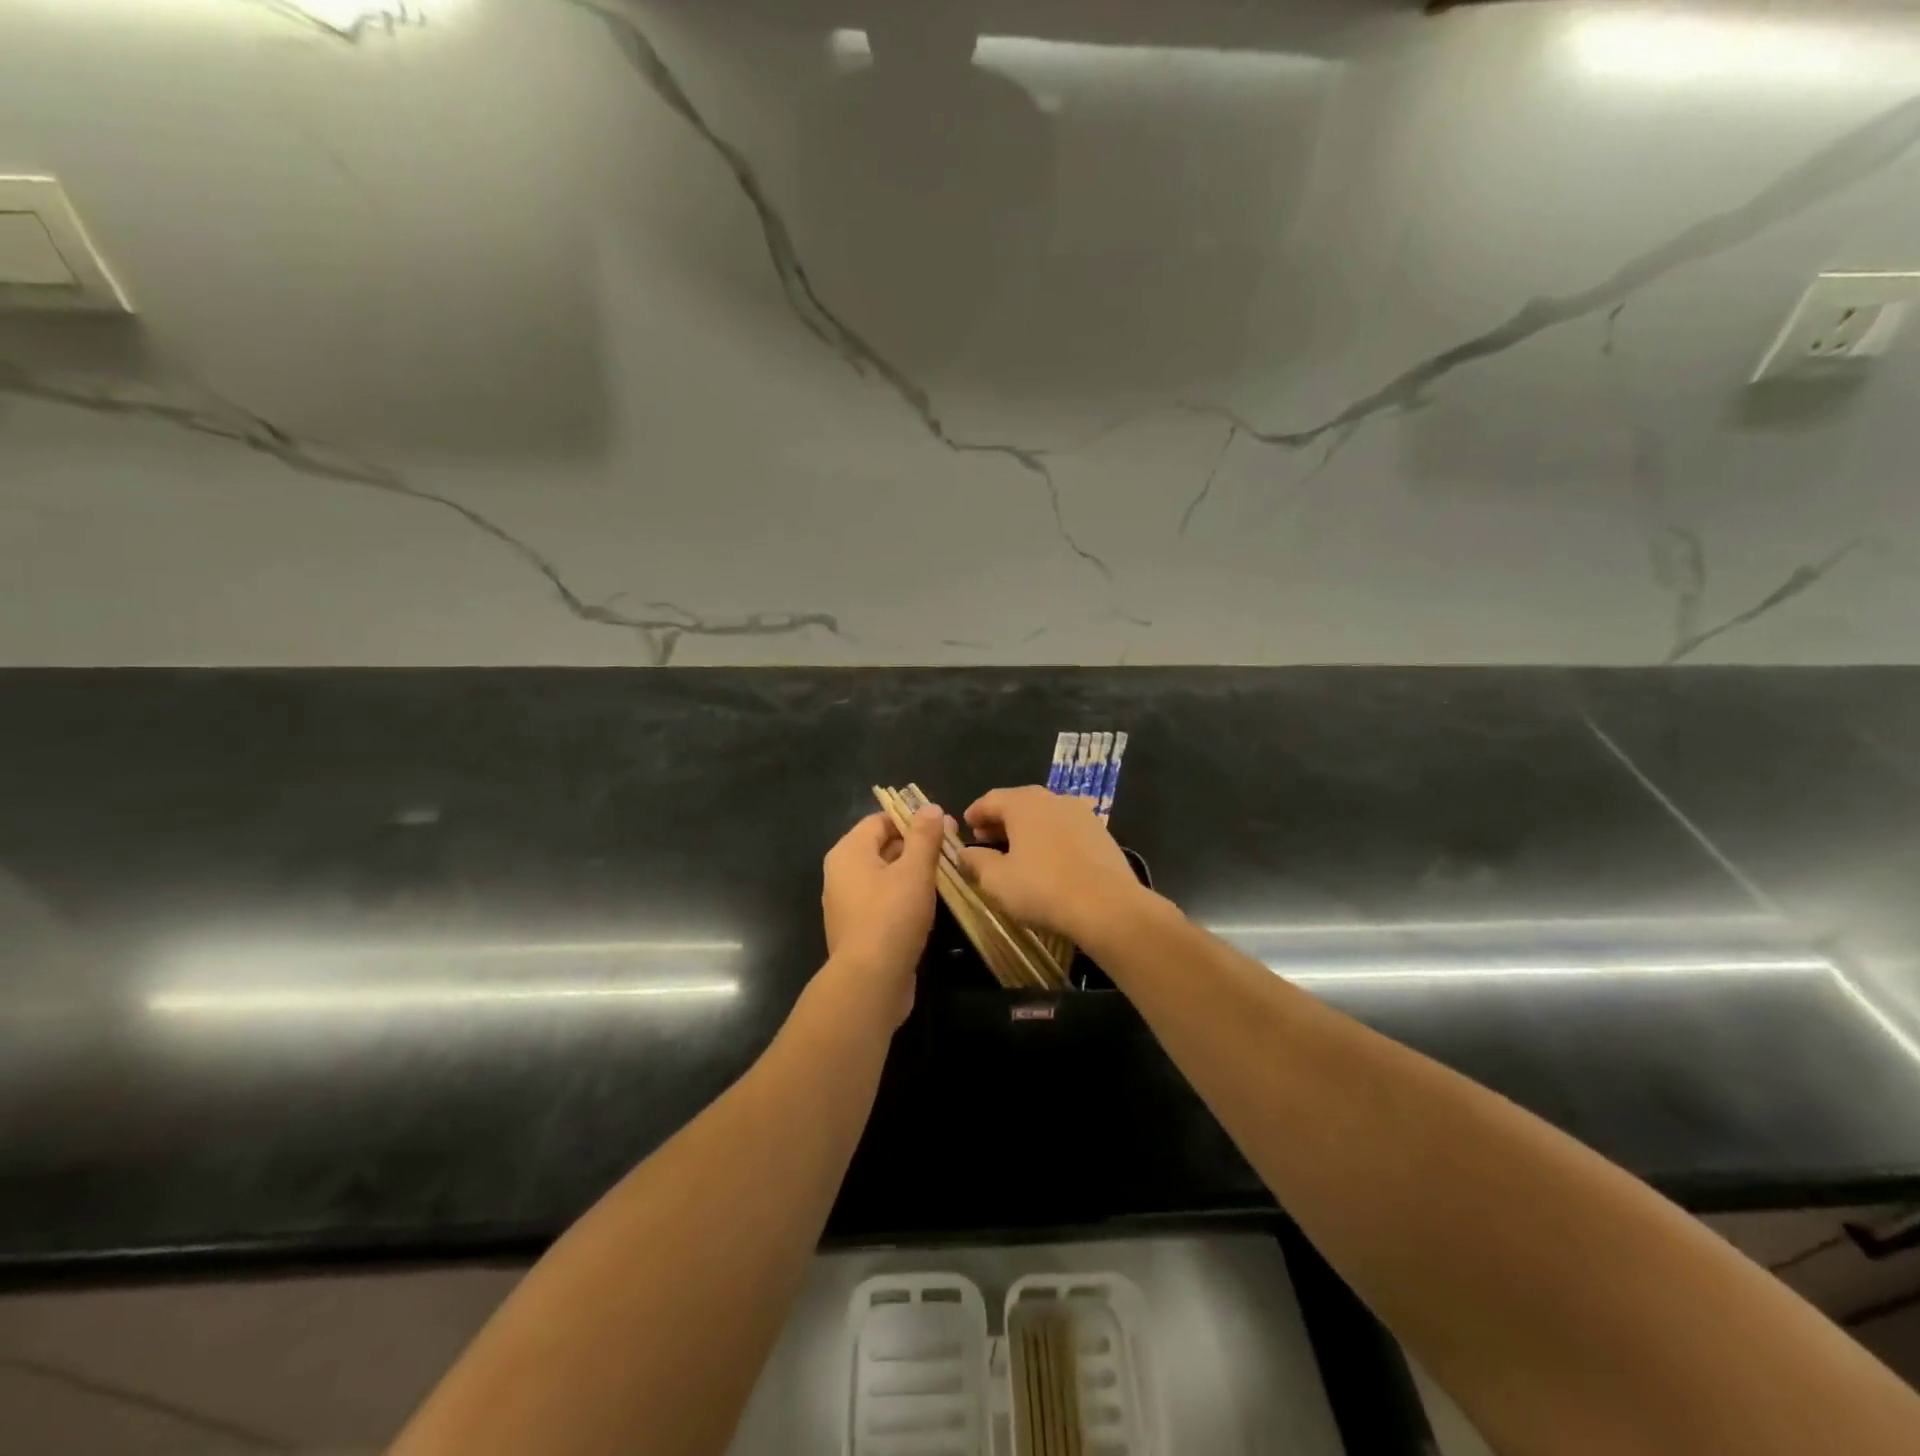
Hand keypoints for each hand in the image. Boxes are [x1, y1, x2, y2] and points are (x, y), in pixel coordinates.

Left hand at [820, 806, 944, 1026]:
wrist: (870, 982)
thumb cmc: (892, 916)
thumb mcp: (914, 870)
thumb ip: (924, 836)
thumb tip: (930, 807)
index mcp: (849, 852)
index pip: (880, 820)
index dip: (912, 818)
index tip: (944, 826)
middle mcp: (842, 874)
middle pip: (882, 847)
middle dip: (917, 845)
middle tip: (952, 849)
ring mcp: (849, 904)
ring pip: (886, 876)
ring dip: (914, 873)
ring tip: (948, 875)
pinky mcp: (860, 930)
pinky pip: (885, 902)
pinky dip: (906, 898)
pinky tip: (931, 905)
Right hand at [961, 786, 1144, 940]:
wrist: (1108, 906)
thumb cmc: (1043, 888)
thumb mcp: (997, 880)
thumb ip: (976, 861)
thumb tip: (964, 852)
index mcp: (1024, 803)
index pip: (991, 799)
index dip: (975, 812)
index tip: (966, 825)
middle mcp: (1053, 798)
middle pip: (1019, 803)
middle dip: (1000, 820)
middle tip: (986, 838)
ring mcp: (1081, 813)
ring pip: (1045, 815)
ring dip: (1027, 829)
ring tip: (1016, 850)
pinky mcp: (1101, 832)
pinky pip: (1066, 829)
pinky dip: (1050, 837)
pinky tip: (1048, 859)